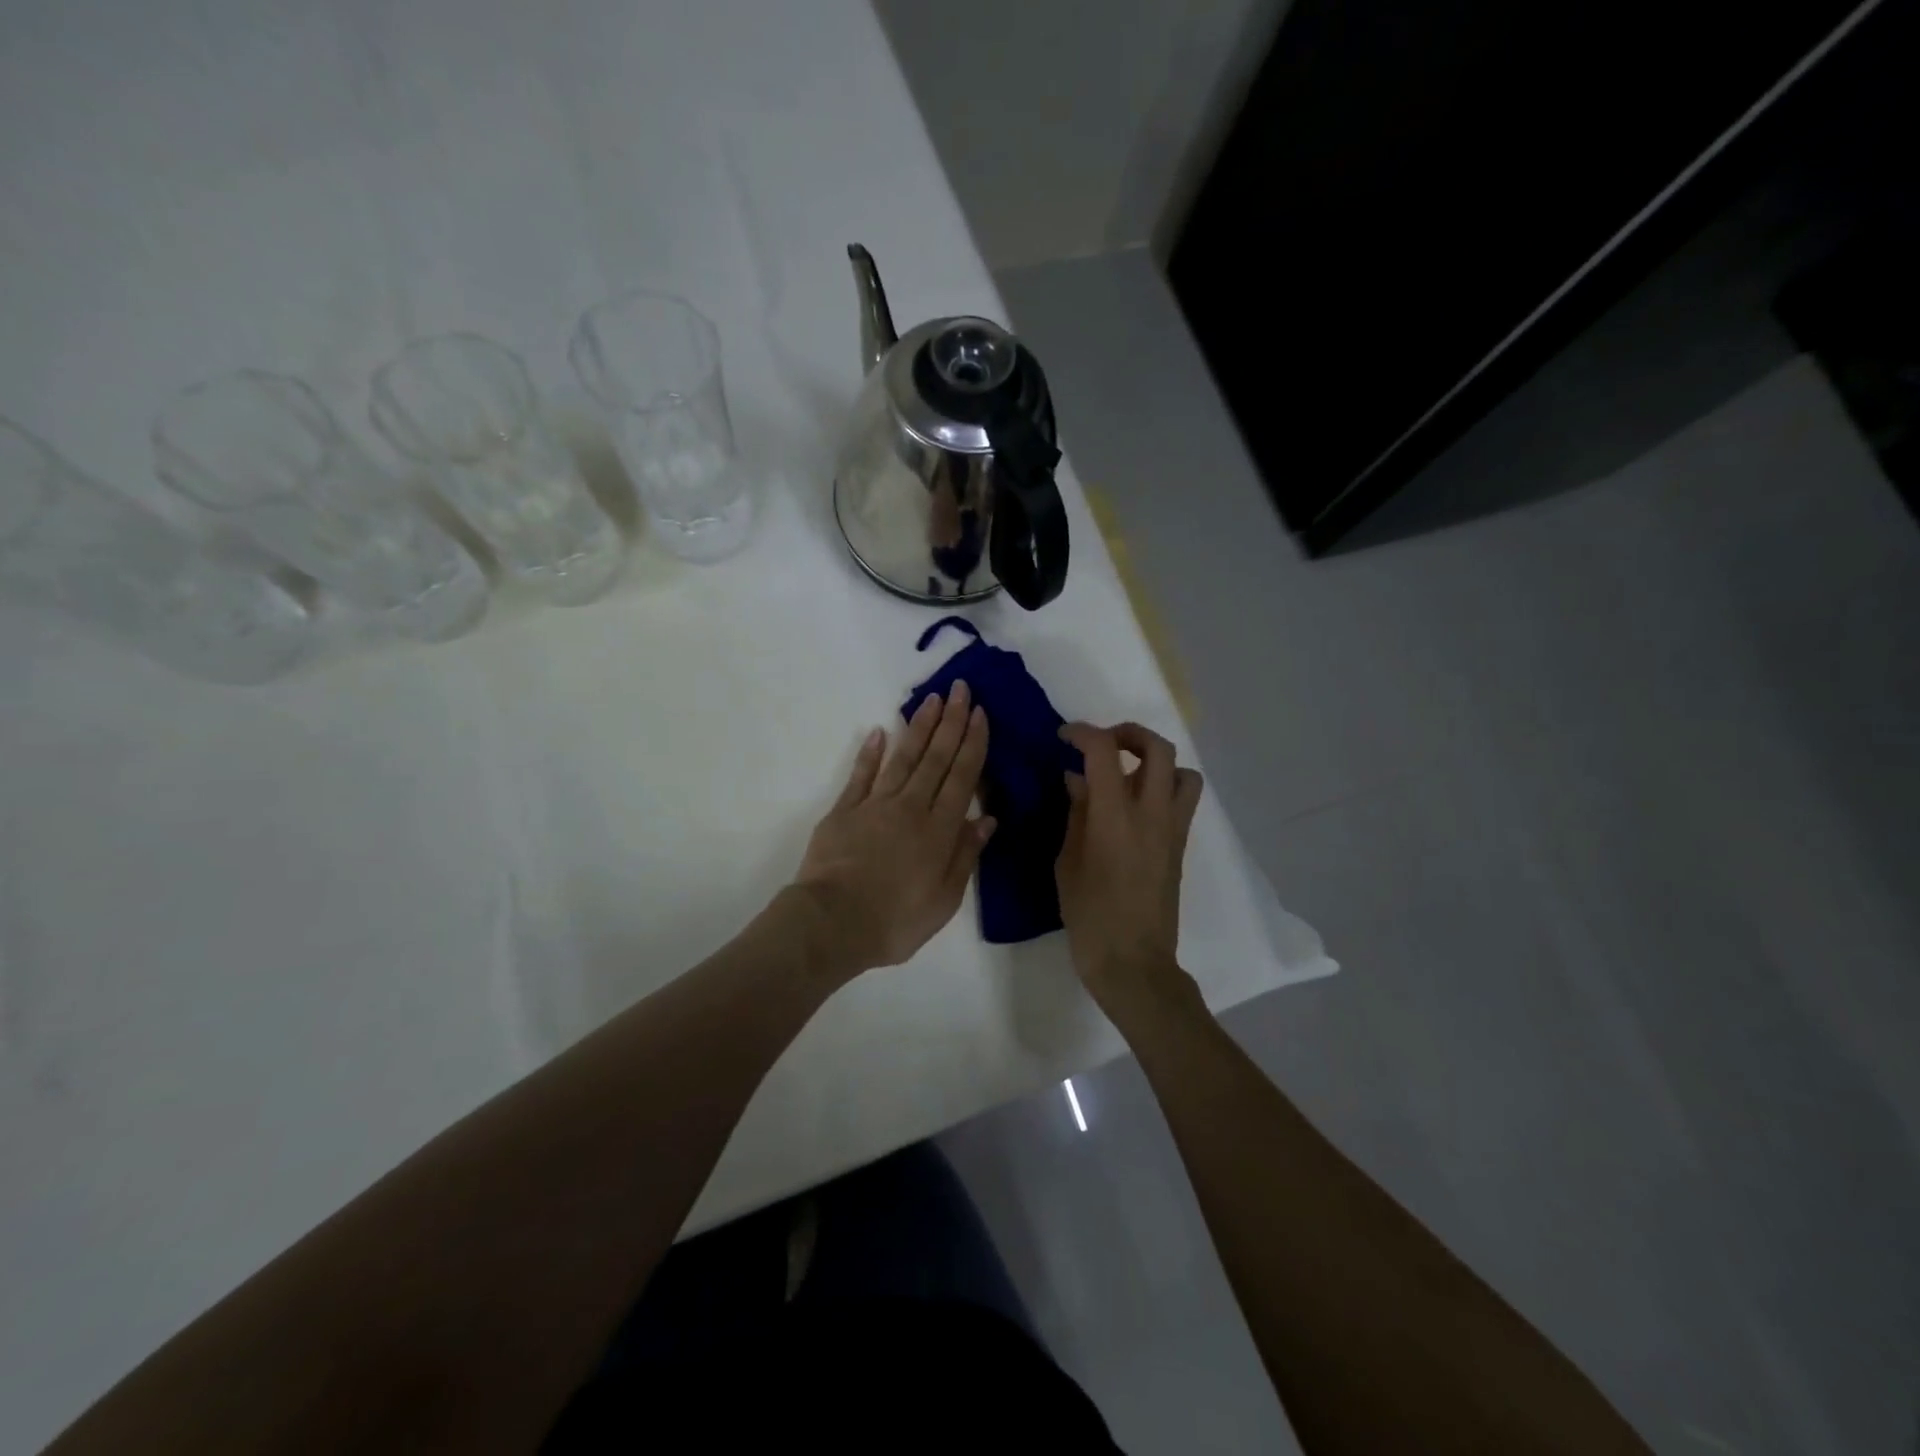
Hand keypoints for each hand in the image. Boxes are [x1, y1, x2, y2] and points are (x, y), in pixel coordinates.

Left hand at [793, 682, 994, 979]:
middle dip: (951, 721)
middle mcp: (911, 807)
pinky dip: (870, 753)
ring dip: (918, 727)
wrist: (833, 922)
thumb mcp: (944, 900)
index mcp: (939, 830)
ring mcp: (875, 805)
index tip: (980, 713)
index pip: (962, 777)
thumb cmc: (895, 921)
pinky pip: (860, 775)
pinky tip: (878, 731)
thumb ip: (965, 855)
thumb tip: (987, 819)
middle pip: (936, 758)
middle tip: (960, 689)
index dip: (973, 743)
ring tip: (931, 699)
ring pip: (903, 758)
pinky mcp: (844, 810)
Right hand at [1056, 722, 1204, 1018]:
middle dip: (1128, 733)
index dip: (1083, 733)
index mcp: (1115, 816)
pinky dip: (1163, 787)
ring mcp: (1172, 829)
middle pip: (1157, 747)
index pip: (1104, 750)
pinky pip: (1182, 800)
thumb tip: (1077, 780)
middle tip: (1102, 744)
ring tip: (1128, 772)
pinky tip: (1136, 805)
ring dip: (1155, 760)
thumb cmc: (1089, 915)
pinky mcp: (1180, 845)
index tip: (1064, 737)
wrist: (1133, 961)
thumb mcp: (1067, 861)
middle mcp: (1152, 813)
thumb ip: (1076, 814)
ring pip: (1182, 771)